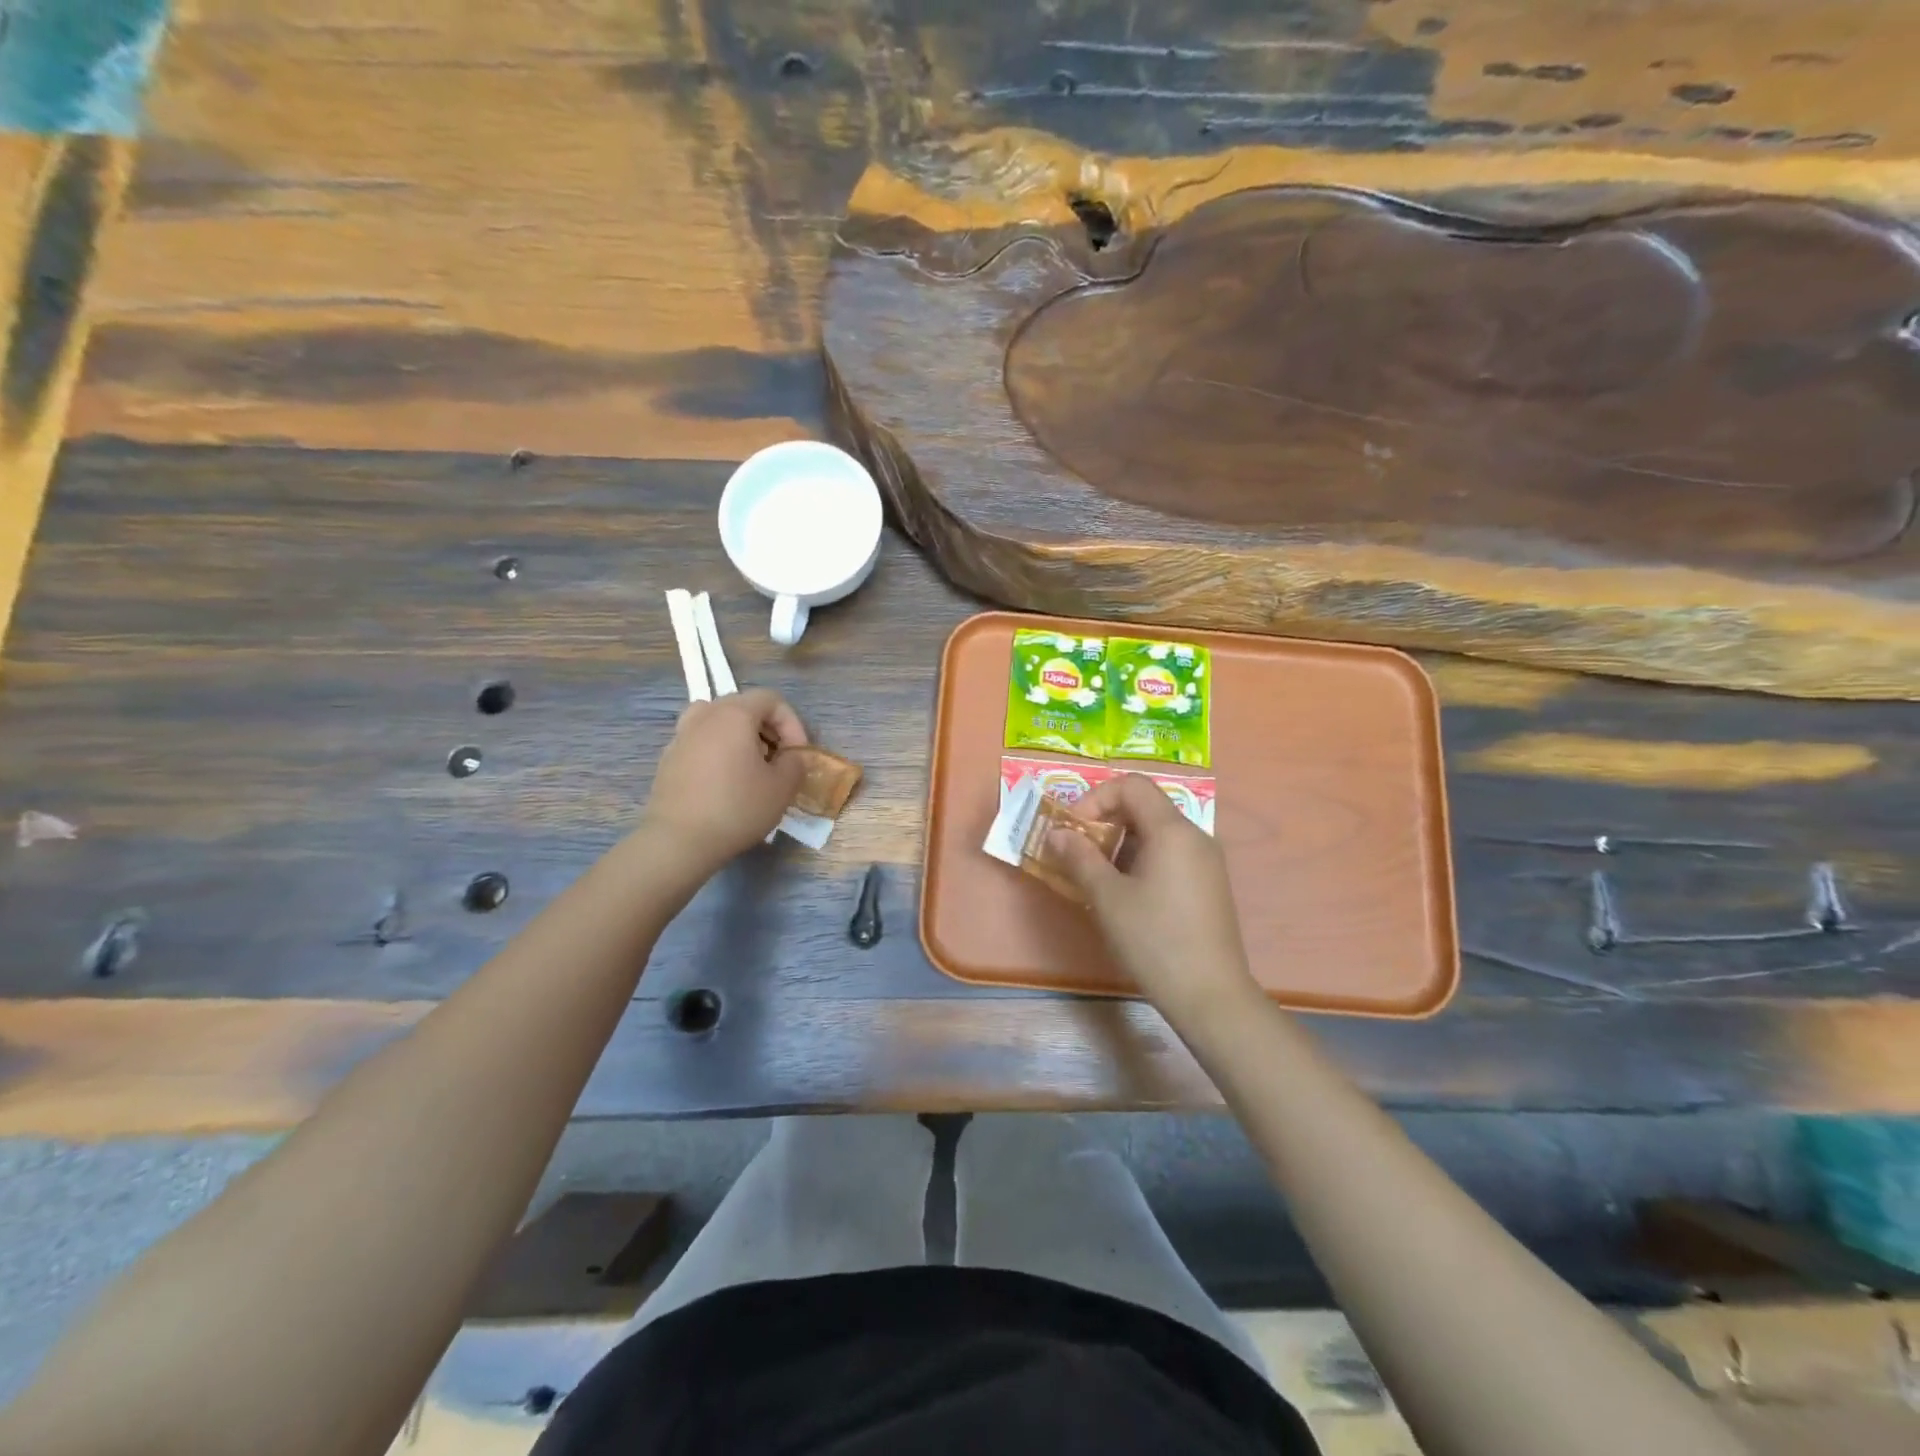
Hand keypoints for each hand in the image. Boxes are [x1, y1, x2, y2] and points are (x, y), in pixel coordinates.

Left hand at [641, 689, 807, 875]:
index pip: (771, 699)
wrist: (679, 840)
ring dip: (739, 736)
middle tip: (777, 758)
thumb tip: (790, 757)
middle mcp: (704, 716)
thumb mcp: (782, 787)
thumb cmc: (737, 808)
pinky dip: (717, 750)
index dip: (792, 723)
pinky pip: (700, 741)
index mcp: (734, 714)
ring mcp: (681, 735)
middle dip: (767, 728)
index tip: (797, 754)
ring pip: (717, 721)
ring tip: (749, 764)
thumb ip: (795, 763)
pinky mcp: (668, 758)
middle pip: (743, 706)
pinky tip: (724, 782)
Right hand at [1051, 773, 1258, 1023]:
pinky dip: (1141, 859)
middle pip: (1144, 805)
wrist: (1210, 995)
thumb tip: (1057, 833)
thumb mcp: (1107, 898)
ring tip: (1097, 876)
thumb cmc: (1154, 940)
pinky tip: (1126, 894)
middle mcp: (1194, 836)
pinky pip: (1170, 853)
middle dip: (1105, 821)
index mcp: (1172, 830)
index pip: (1131, 786)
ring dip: (1121, 842)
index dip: (1095, 798)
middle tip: (1078, 851)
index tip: (1073, 830)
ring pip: (1156, 831)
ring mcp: (1206, 860)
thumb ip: (1079, 857)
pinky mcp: (1209, 883)